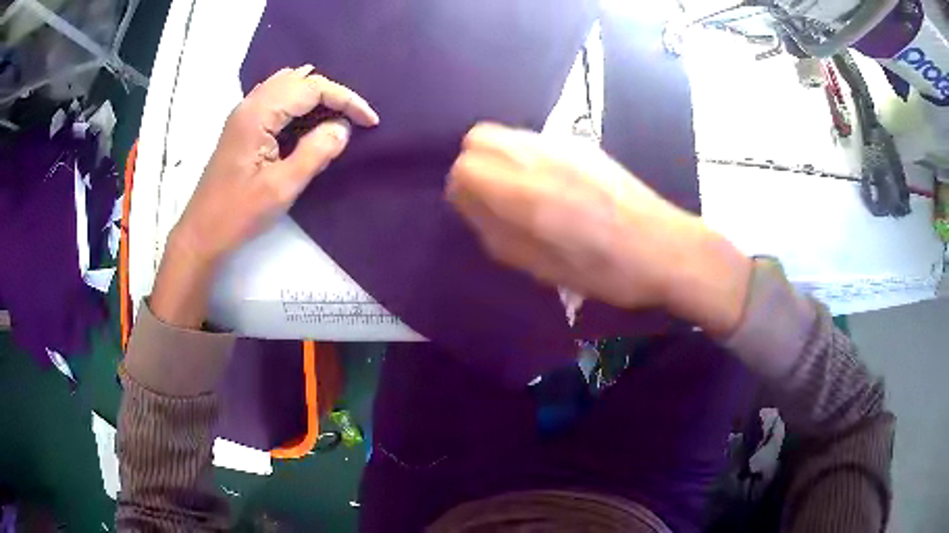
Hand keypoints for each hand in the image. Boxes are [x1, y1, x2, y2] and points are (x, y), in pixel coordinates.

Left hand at [151, 66, 378, 327]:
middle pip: (300, 80)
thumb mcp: (282, 187)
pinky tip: (308, 121)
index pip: (312, 87)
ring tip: (336, 117)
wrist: (201, 233)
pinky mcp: (242, 126)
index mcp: (259, 114)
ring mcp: (244, 114)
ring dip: (315, 96)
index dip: (345, 99)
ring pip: (287, 85)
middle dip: (332, 94)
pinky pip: (276, 99)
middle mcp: (250, 104)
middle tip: (354, 119)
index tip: (370, 121)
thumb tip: (343, 127)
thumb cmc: (238, 213)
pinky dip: (298, 103)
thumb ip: (316, 152)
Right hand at [447, 123, 751, 336]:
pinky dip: (524, 156)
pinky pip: (532, 139)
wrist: (663, 245)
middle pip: (477, 138)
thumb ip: (496, 233)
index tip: (477, 212)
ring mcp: (561, 144)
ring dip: (499, 159)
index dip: (462, 191)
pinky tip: (549, 184)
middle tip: (493, 199)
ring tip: (522, 193)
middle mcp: (538, 157)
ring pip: (505, 134)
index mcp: (526, 195)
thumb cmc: (605, 270)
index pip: (464, 167)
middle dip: (474, 166)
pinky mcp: (580, 142)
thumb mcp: (542, 269)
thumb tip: (470, 205)